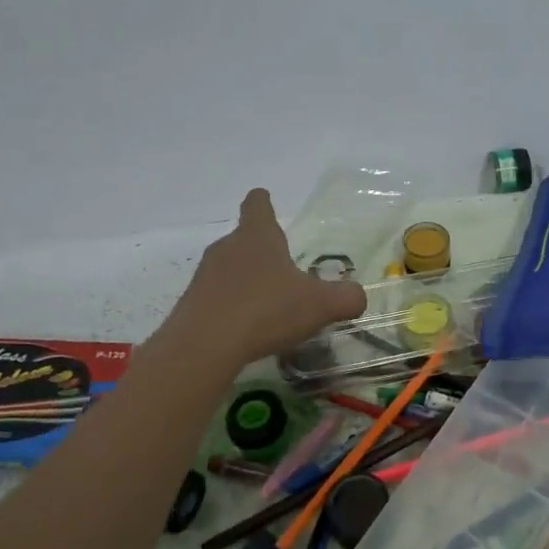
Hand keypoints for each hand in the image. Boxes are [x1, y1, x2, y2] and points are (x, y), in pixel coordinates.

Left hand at [169, 190, 367, 366]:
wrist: (203, 347)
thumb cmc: (266, 311)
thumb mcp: (320, 305)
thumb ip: (346, 298)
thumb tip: (357, 297)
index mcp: (258, 236)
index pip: (257, 204)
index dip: (263, 202)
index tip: (267, 202)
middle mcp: (227, 248)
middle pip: (244, 239)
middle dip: (263, 252)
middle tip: (285, 274)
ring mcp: (205, 276)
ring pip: (230, 269)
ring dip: (247, 281)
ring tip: (268, 307)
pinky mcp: (191, 304)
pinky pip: (217, 298)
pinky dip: (232, 307)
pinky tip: (246, 330)